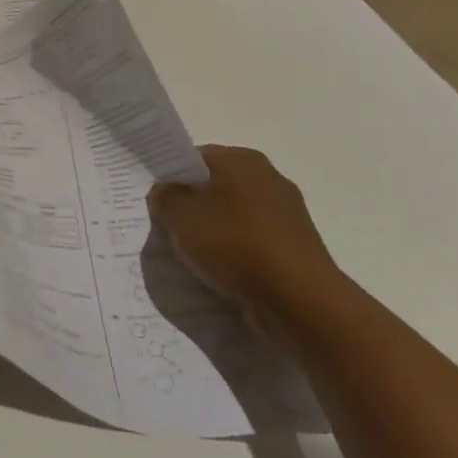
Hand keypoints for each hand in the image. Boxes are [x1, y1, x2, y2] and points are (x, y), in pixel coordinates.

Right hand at [148, 145, 343, 340]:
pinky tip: (224, 272)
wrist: (299, 299)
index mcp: (242, 159)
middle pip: (216, 186)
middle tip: (171, 228)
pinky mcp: (296, 246)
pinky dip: (237, 253)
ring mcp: (287, 213)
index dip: (173, 177)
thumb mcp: (180, 216)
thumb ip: (165, 198)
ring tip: (196, 256)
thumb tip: (166, 192)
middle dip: (194, 205)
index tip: (159, 201)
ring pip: (234, 216)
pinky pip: (254, 242)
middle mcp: (268, 177)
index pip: (195, 158)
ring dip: (215, 232)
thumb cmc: (234, 243)